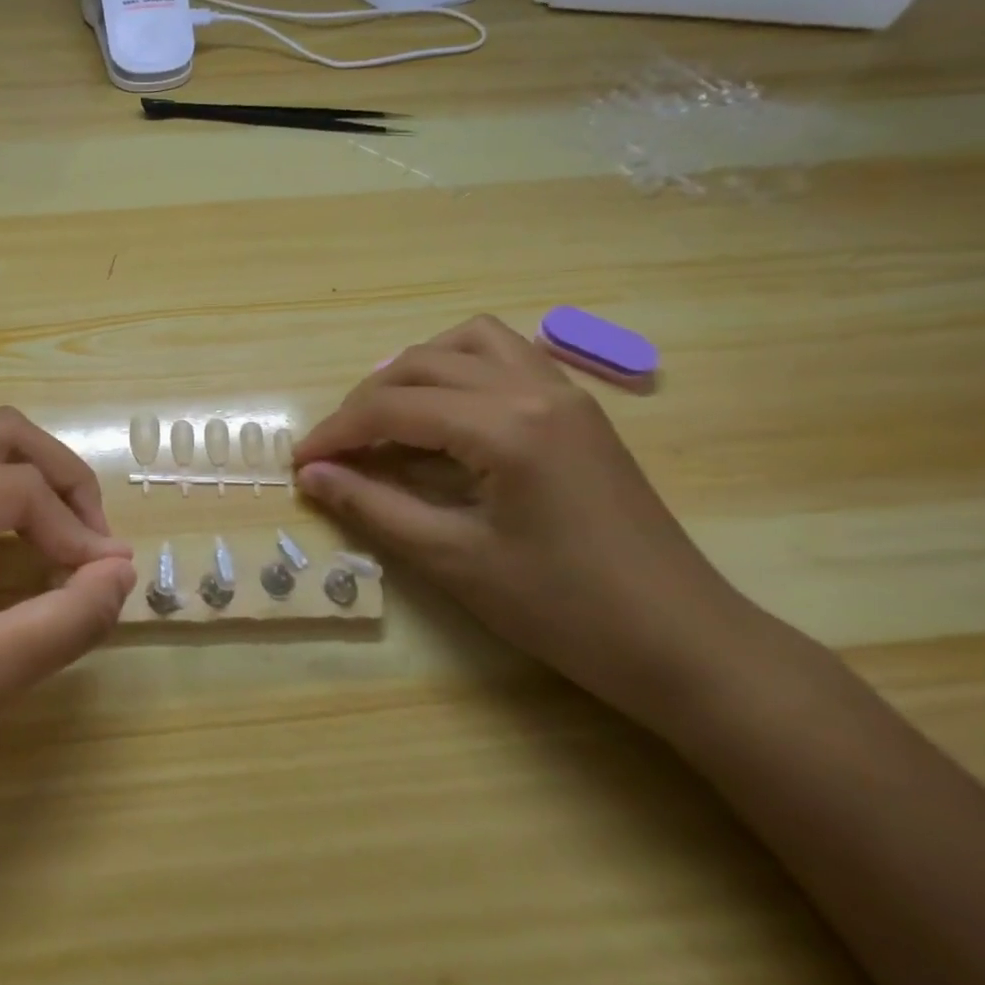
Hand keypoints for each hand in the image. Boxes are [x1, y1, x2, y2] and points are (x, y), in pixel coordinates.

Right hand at [294, 316, 760, 726]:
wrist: (684, 643)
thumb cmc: (565, 608)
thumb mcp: (454, 561)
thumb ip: (374, 508)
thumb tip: (312, 477)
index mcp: (505, 426)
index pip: (394, 408)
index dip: (337, 433)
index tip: (300, 462)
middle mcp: (534, 388)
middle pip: (422, 364)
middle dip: (366, 400)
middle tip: (339, 449)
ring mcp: (565, 392)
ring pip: (468, 341)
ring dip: (415, 369)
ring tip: (389, 416)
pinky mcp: (579, 409)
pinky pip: (506, 357)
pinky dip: (460, 368)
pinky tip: (447, 414)